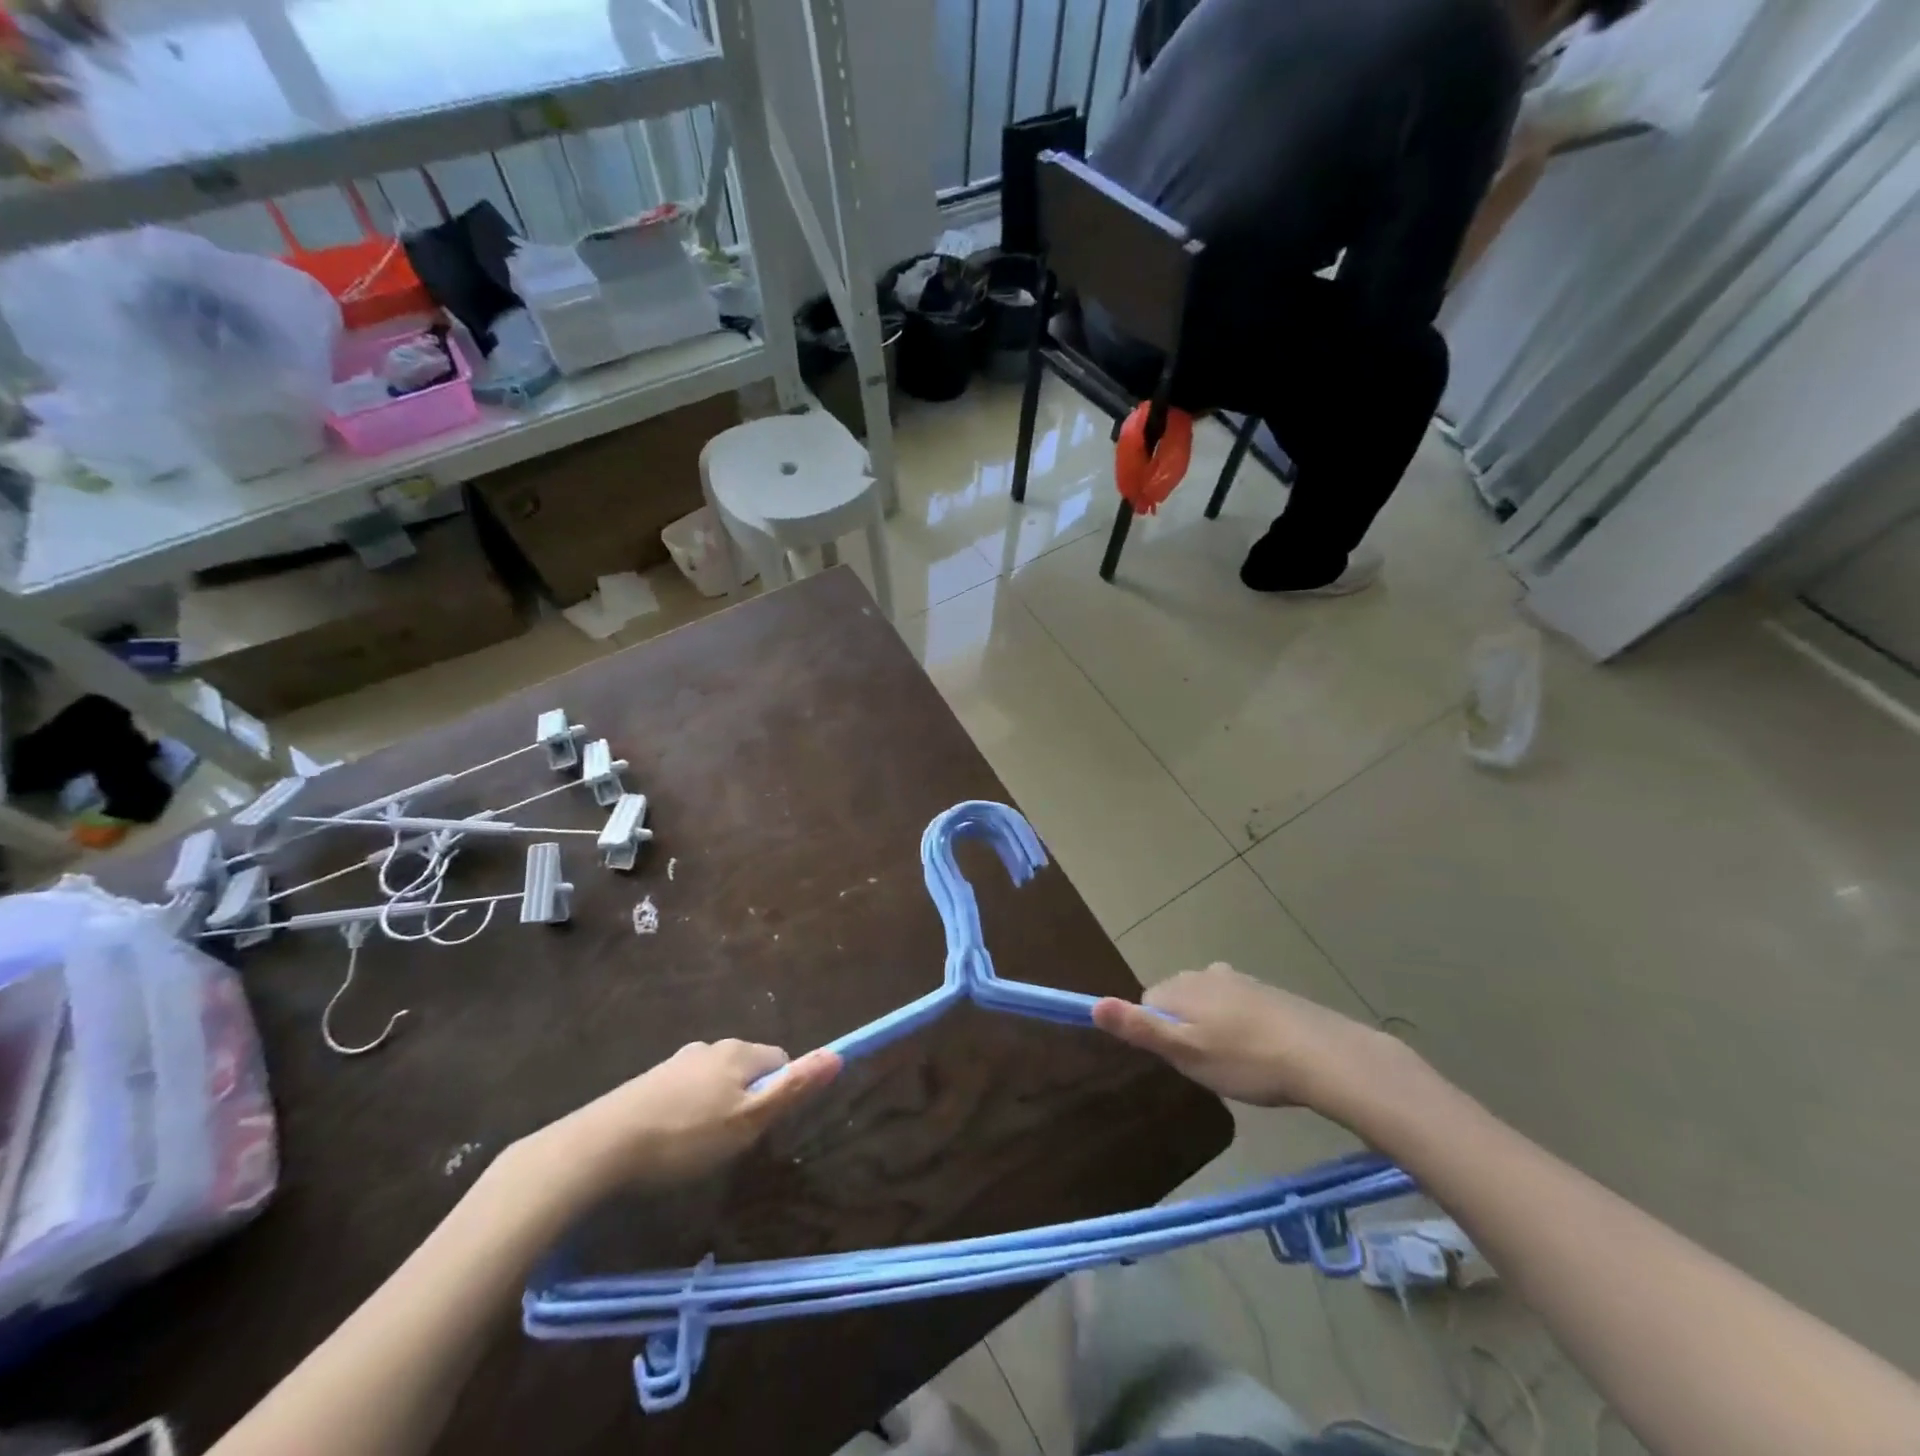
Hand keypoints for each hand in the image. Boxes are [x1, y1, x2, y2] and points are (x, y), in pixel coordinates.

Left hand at [519, 1040, 841, 1206]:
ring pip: (714, 1082)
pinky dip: (687, 1113)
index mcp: (738, 1052)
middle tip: (731, 1142)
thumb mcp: (748, 1121)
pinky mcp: (648, 1082)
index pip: (780, 1060)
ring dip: (715, 1108)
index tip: (760, 1128)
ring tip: (697, 1149)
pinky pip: (685, 1092)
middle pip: (747, 1069)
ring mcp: (676, 1063)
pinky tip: (670, 1143)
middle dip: (747, 1101)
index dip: (779, 1093)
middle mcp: (709, 1047)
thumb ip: (793, 1088)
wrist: (600, 1146)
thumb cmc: (685, 1137)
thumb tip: (837, 1054)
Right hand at [1093, 964, 1415, 1121]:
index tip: (1181, 1060)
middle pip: (1177, 1000)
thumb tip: (1093, 1005)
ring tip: (1237, 1065)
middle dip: (1185, 1030)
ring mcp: (1240, 980)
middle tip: (1209, 1066)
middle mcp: (1206, 973)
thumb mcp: (1186, 1051)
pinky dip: (1240, 1027)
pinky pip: (1238, 1007)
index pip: (1147, 1003)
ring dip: (1213, 1029)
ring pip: (1209, 1004)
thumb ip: (1139, 1028)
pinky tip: (1259, 1053)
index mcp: (1182, 986)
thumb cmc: (1245, 1059)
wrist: (1322, 1055)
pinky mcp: (1268, 992)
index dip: (1158, 1034)